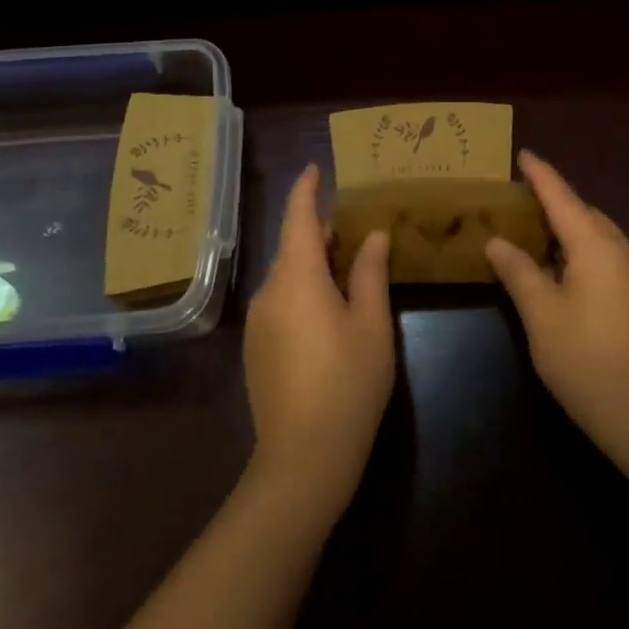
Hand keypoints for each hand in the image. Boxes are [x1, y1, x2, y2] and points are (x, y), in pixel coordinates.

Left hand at [243, 164, 393, 515]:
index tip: (314, 167)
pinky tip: (327, 308)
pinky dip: (302, 288)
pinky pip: (280, 300)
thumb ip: (370, 273)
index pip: (298, 217)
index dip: (306, 189)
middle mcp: (269, 291)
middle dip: (319, 230)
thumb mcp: (371, 325)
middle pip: (292, 245)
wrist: (302, 460)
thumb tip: (372, 235)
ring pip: (286, 275)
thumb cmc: (348, 384)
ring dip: (312, 262)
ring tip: (347, 264)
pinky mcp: (256, 348)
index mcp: (297, 276)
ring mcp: (258, 321)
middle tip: (353, 223)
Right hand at [486, 151, 628, 456]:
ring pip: (601, 238)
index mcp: (598, 247)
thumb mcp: (541, 316)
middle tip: (521, 202)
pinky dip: (586, 254)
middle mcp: (626, 252)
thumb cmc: (587, 361)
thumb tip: (498, 242)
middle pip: (586, 215)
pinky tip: (567, 275)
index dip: (541, 175)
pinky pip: (612, 260)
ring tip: (538, 237)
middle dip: (556, 203)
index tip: (524, 154)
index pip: (563, 198)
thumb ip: (518, 272)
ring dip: (571, 231)